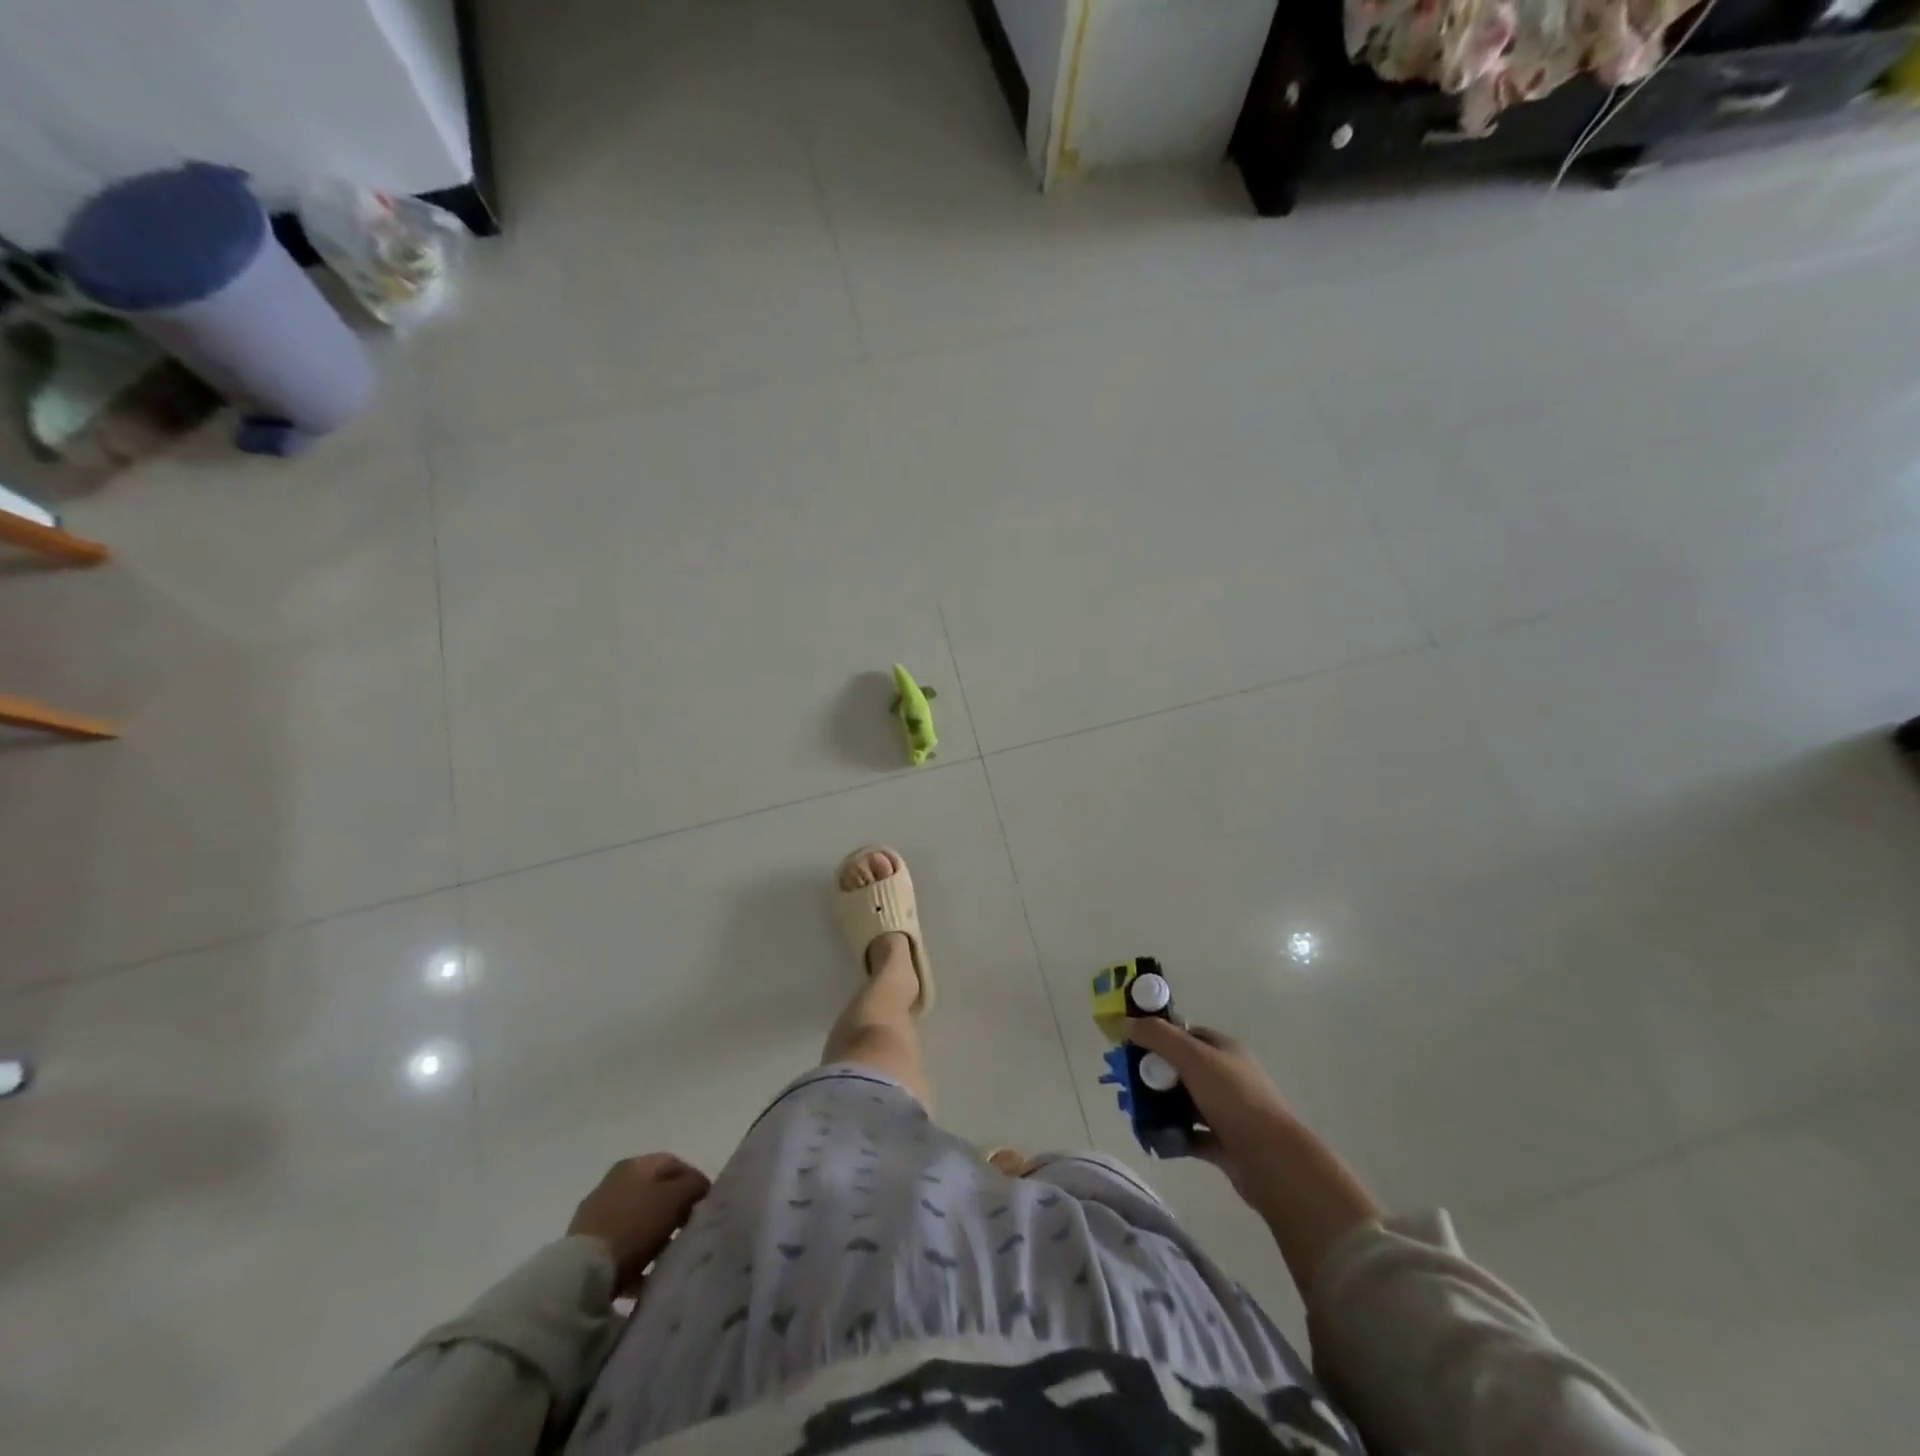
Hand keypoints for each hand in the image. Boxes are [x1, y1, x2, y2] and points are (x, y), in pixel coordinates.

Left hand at [567, 1154, 710, 1294]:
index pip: (674, 1163)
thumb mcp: (675, 1199)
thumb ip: (694, 1186)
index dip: (695, 1180)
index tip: (706, 1205)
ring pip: (638, 1219)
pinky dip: (635, 1256)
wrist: (581, 1274)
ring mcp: (595, 1214)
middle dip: (674, 1209)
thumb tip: (700, 1188)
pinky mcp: (584, 1246)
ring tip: (668, 1255)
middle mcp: (613, 1182)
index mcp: (634, 1164)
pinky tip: (645, 1275)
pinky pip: (621, 1245)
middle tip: (688, 1230)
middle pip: (655, 1191)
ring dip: (655, 1234)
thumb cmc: (634, 1226)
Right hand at [1128, 1020, 1295, 1206]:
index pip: (1186, 1034)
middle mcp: (1227, 1077)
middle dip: (1154, 1074)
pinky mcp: (1225, 1144)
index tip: (1130, 1045)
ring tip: (1133, 1112)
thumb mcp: (1193, 1058)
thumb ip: (1159, 1037)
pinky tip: (1153, 1138)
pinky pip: (1192, 1135)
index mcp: (1225, 1050)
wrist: (1272, 1161)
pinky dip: (1173, 1135)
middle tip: (1127, 1083)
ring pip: (1186, 1102)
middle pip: (1183, 1068)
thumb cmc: (1234, 1099)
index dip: (1158, 1036)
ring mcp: (1227, 1112)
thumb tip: (1125, 1022)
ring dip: (1161, 1106)